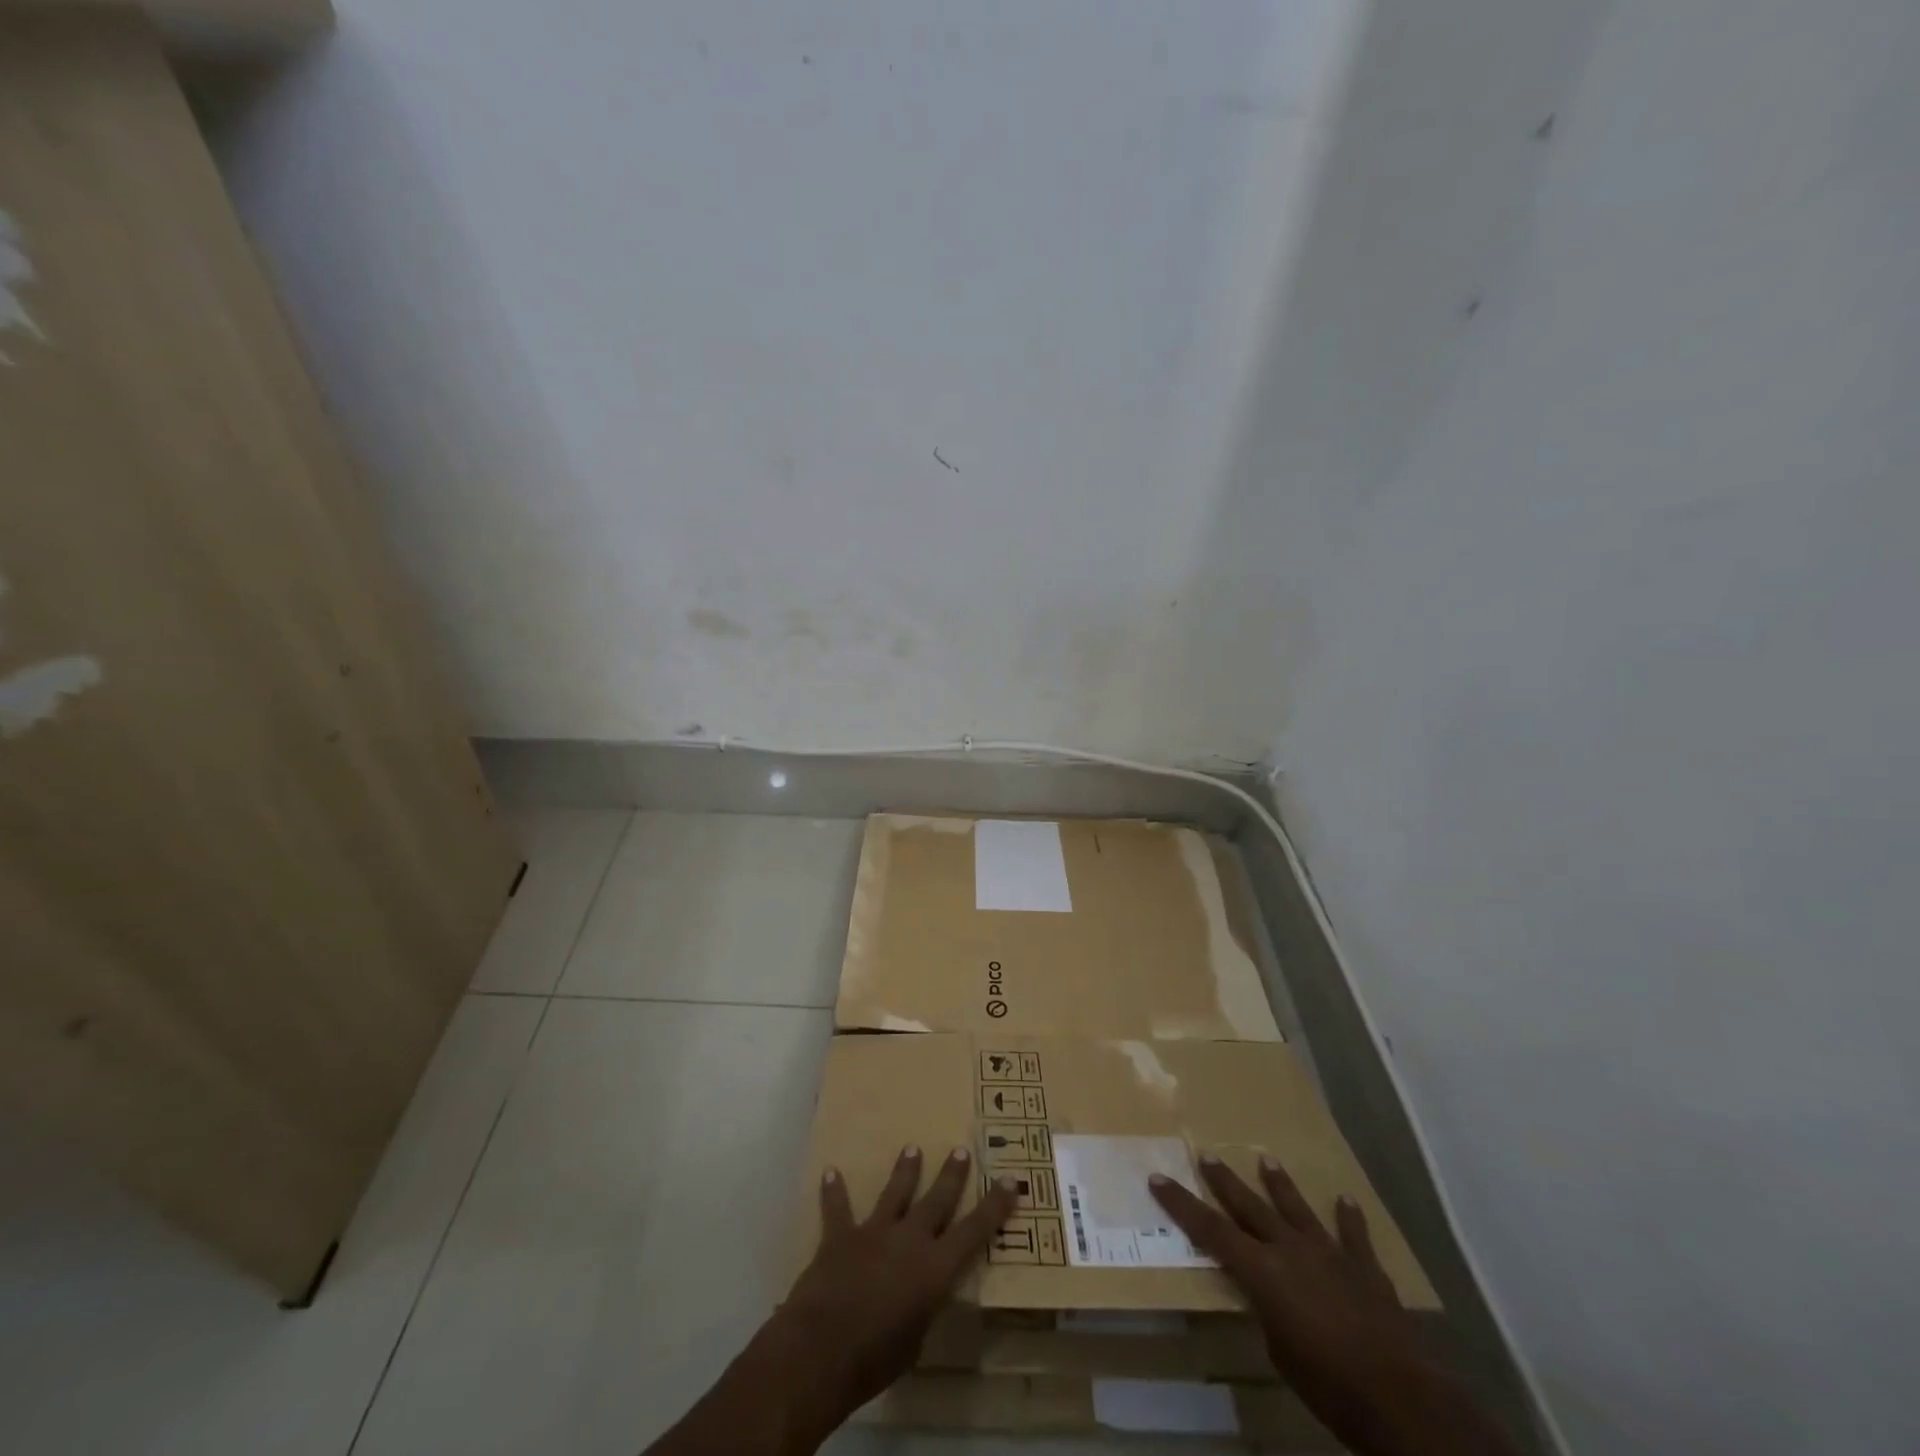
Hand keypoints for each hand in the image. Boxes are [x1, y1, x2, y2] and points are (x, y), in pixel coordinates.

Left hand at [760, 1146, 1017, 1438]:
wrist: (821, 1349)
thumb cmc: (876, 1359)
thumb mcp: (915, 1342)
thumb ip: (922, 1310)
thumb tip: (921, 1299)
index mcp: (935, 1268)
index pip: (974, 1231)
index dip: (994, 1206)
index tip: (1011, 1180)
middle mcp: (909, 1239)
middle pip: (937, 1200)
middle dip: (951, 1175)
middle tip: (961, 1149)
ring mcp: (874, 1232)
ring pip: (895, 1193)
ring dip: (904, 1171)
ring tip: (912, 1148)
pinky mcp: (840, 1236)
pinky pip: (837, 1208)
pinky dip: (834, 1191)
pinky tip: (830, 1172)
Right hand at [1150, 1154, 1516, 1455]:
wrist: (1400, 1396)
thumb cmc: (1328, 1384)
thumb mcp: (1280, 1353)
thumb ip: (1267, 1314)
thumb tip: (1267, 1301)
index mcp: (1261, 1271)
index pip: (1209, 1230)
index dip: (1181, 1204)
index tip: (1158, 1178)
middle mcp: (1290, 1250)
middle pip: (1249, 1207)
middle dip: (1224, 1181)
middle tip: (1206, 1154)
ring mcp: (1329, 1254)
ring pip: (1297, 1209)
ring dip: (1280, 1185)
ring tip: (1266, 1159)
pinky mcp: (1366, 1269)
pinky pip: (1354, 1236)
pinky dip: (1349, 1218)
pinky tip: (1346, 1200)